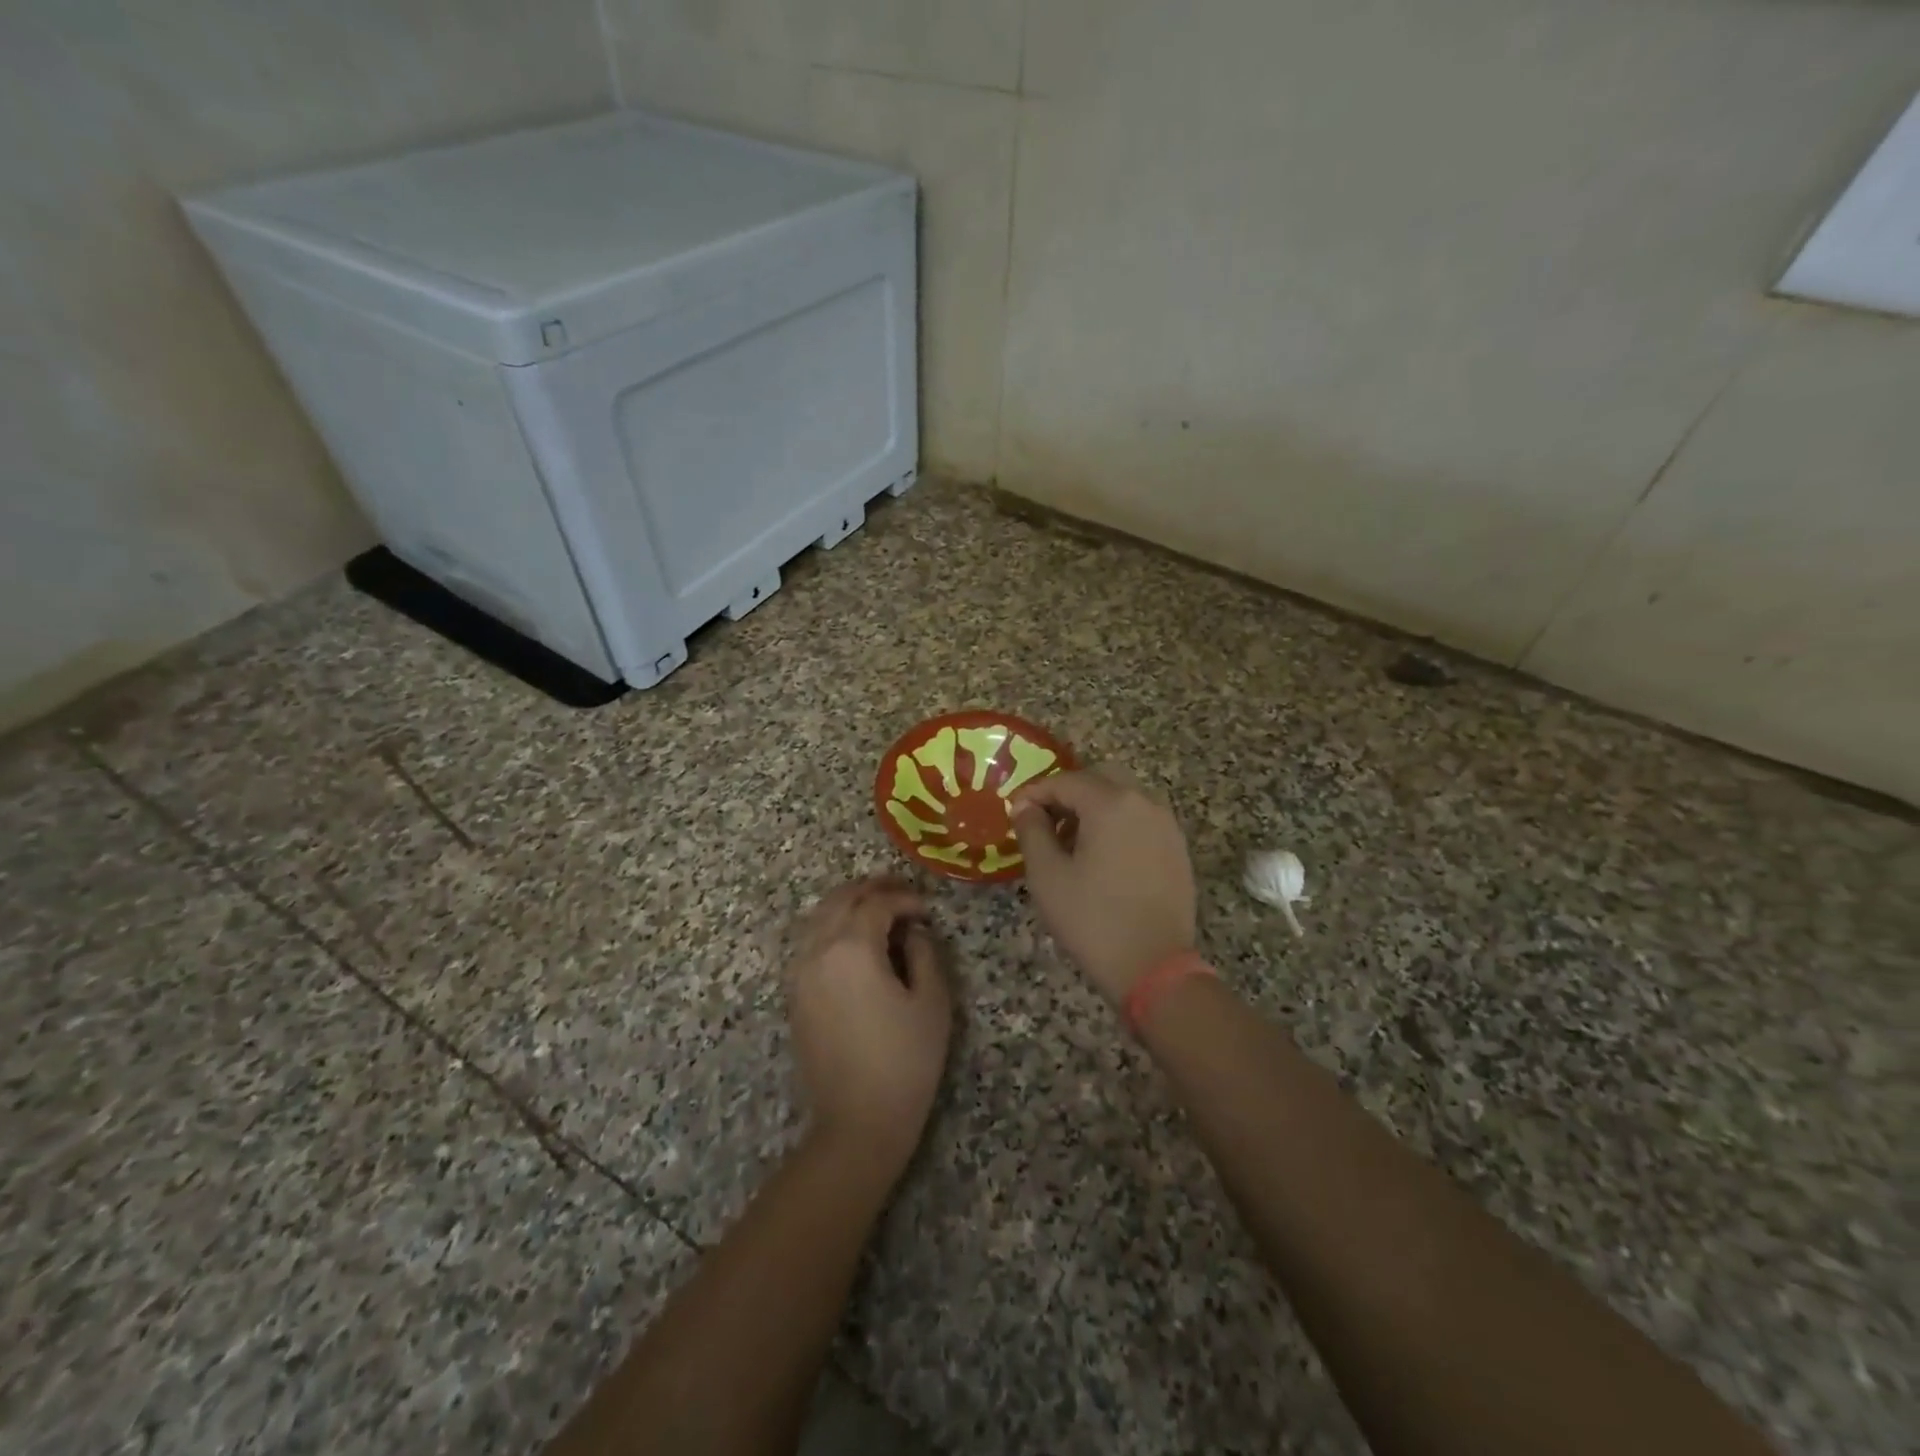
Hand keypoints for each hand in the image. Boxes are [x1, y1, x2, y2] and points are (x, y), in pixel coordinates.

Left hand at [785, 877, 952, 1175]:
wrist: (857, 1122)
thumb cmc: (905, 1061)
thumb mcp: (932, 1002)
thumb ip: (924, 953)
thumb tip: (913, 930)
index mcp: (853, 947)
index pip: (878, 903)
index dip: (906, 898)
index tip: (927, 909)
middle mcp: (819, 950)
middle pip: (841, 899)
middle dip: (872, 889)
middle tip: (901, 892)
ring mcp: (800, 972)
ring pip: (820, 916)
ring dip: (849, 904)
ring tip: (878, 908)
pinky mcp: (794, 994)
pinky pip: (810, 941)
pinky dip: (832, 926)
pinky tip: (854, 939)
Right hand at [1010, 766, 1196, 1004]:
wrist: (1153, 967)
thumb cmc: (1092, 919)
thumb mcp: (1047, 875)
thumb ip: (1032, 830)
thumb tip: (1025, 806)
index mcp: (1111, 803)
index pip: (1065, 781)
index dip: (1034, 793)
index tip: (1014, 812)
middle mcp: (1144, 802)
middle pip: (1099, 778)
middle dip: (1068, 793)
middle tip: (1044, 822)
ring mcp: (1166, 825)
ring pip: (1123, 797)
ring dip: (1094, 808)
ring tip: (1070, 842)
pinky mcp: (1177, 849)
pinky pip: (1141, 819)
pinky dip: (1117, 824)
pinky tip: (1101, 858)